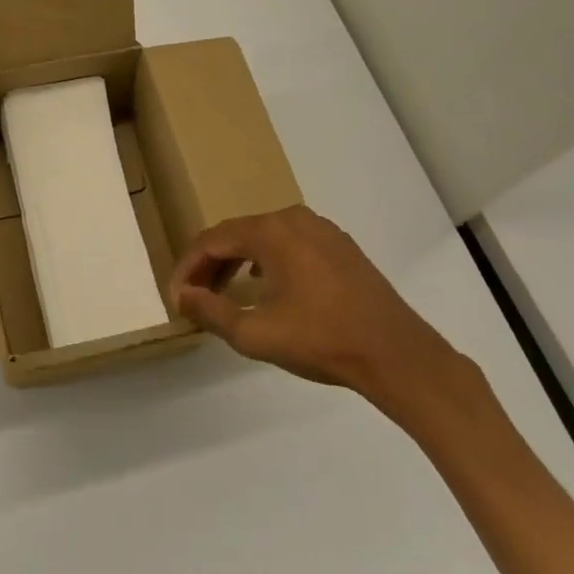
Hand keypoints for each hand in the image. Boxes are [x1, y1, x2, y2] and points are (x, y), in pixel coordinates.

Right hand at [168, 205, 468, 415]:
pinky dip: (266, 261)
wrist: (397, 355)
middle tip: (195, 297)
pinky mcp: (340, 246)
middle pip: (236, 234)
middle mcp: (293, 218)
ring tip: (222, 293)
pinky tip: (263, 286)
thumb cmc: (321, 340)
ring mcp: (321, 230)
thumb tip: (182, 295)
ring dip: (237, 262)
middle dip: (210, 265)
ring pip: (263, 238)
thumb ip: (210, 310)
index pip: (212, 240)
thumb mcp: (254, 333)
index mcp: (270, 231)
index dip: (187, 268)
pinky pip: (289, 244)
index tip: (176, 297)